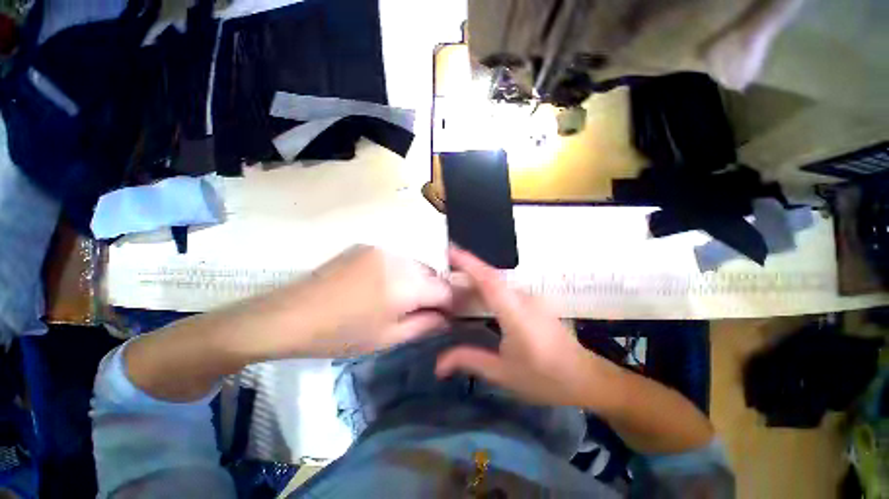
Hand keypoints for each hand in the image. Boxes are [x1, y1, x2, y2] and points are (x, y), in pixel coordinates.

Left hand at [289, 245, 452, 356]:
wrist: (291, 315)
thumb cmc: (341, 334)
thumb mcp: (388, 338)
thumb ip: (425, 325)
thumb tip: (447, 318)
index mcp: (406, 285)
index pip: (446, 288)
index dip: (450, 303)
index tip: (446, 315)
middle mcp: (399, 259)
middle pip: (432, 273)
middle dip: (433, 291)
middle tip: (420, 310)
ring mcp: (382, 248)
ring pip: (415, 264)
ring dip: (417, 280)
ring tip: (399, 298)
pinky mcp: (368, 246)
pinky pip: (397, 258)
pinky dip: (400, 271)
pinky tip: (381, 286)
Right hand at [436, 247, 618, 407]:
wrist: (585, 378)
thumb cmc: (545, 378)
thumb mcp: (503, 374)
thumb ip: (469, 360)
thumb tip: (438, 364)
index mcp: (516, 314)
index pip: (489, 281)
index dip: (469, 263)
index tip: (450, 250)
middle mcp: (524, 298)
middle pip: (491, 276)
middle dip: (467, 266)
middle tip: (443, 267)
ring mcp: (530, 298)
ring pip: (498, 280)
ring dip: (476, 275)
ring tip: (453, 278)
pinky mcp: (532, 301)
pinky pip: (504, 288)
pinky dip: (486, 285)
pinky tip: (475, 293)